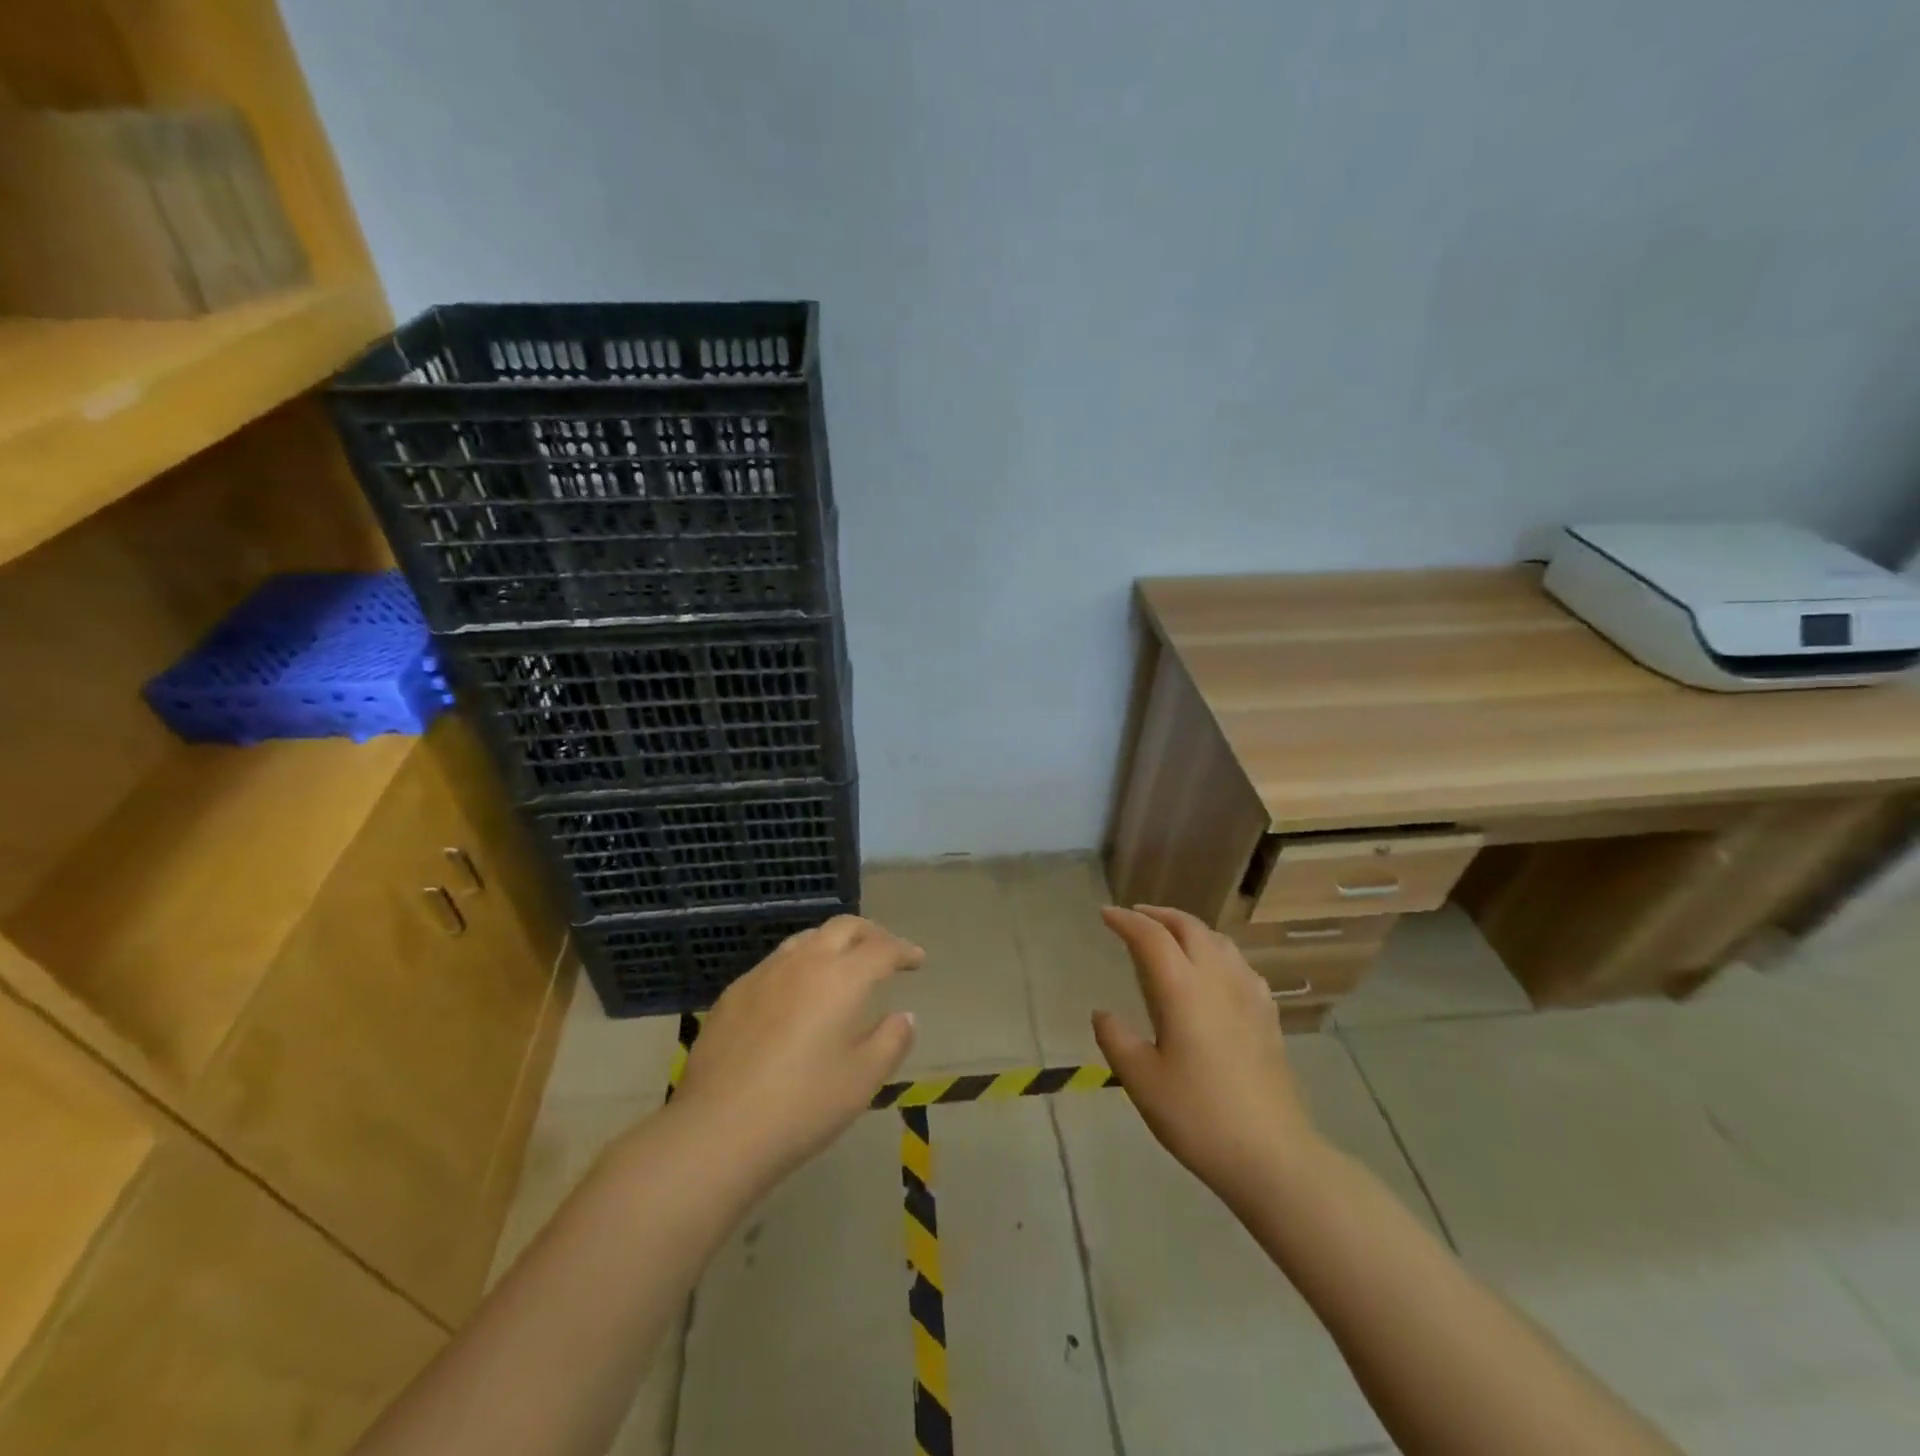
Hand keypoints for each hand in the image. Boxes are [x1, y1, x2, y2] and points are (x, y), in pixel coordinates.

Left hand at [672, 915, 922, 1182]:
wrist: (717, 1130)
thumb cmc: (803, 1105)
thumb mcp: (863, 1080)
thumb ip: (891, 1040)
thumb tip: (905, 1016)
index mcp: (842, 978)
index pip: (882, 948)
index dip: (904, 950)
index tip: (917, 959)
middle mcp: (804, 962)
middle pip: (844, 927)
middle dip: (871, 933)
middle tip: (885, 951)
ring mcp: (763, 974)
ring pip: (806, 939)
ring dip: (833, 943)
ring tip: (843, 966)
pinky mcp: (733, 993)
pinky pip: (776, 963)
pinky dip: (799, 965)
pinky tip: (796, 995)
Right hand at [1092, 905, 1324, 1209]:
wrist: (1273, 1155)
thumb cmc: (1199, 1116)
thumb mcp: (1142, 1081)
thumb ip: (1116, 1039)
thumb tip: (1103, 1013)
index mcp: (1182, 989)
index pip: (1150, 936)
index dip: (1125, 920)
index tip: (1105, 914)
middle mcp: (1217, 979)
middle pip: (1188, 927)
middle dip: (1158, 915)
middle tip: (1135, 917)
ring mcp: (1249, 994)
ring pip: (1218, 940)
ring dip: (1188, 928)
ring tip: (1170, 936)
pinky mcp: (1268, 1015)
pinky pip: (1239, 963)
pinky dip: (1216, 951)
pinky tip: (1214, 971)